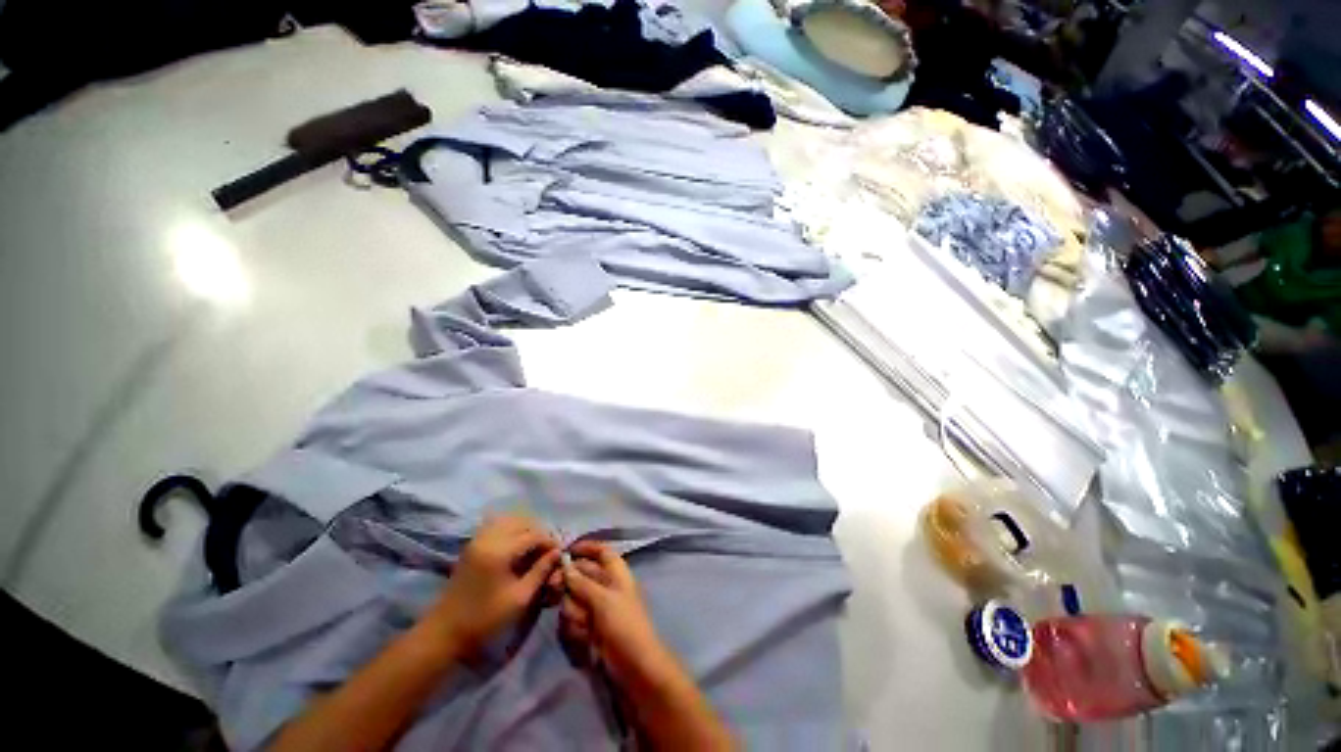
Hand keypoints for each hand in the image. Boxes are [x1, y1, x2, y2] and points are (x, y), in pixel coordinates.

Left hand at [427, 515, 560, 655]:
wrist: (445, 631)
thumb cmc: (485, 618)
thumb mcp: (519, 599)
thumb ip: (540, 572)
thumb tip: (557, 553)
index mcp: (500, 551)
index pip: (533, 534)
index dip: (549, 542)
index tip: (558, 554)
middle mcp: (488, 538)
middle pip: (523, 521)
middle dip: (539, 532)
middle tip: (547, 550)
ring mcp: (478, 539)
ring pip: (510, 519)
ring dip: (525, 528)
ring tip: (533, 547)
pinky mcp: (472, 543)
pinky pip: (497, 524)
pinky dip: (511, 528)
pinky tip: (516, 545)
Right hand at [555, 541, 736, 749]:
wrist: (635, 668)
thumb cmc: (624, 626)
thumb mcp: (603, 600)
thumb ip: (582, 583)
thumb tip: (566, 565)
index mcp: (616, 573)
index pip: (601, 551)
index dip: (585, 548)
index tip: (564, 551)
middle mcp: (606, 587)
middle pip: (582, 575)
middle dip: (569, 583)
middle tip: (553, 590)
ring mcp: (598, 609)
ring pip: (574, 599)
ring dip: (573, 611)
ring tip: (583, 625)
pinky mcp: (591, 629)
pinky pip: (574, 621)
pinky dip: (575, 628)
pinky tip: (583, 638)